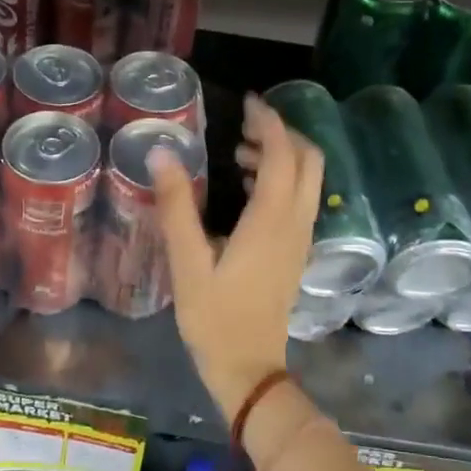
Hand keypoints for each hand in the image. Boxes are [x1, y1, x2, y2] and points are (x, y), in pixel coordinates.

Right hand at [150, 93, 322, 415]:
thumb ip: (176, 206)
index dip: (268, 122)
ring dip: (282, 157)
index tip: (247, 102)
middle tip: (244, 126)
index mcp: (271, 220)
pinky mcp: (295, 253)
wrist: (249, 369)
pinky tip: (247, 191)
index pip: (282, 154)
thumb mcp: (187, 262)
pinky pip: (300, 201)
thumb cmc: (214, 318)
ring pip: (308, 181)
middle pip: (309, 161)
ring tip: (239, 154)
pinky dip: (281, 181)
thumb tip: (162, 154)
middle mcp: (295, 224)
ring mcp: (300, 240)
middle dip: (282, 134)